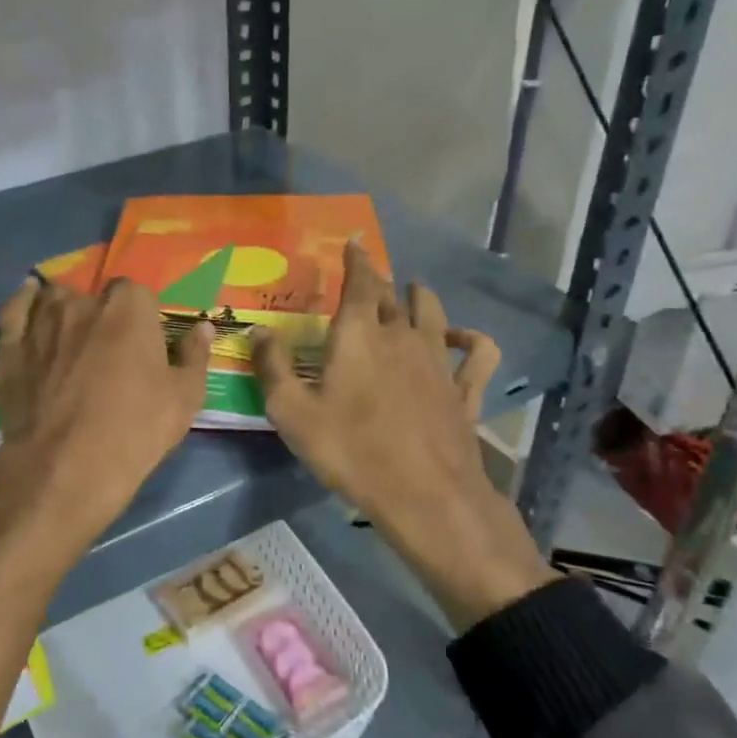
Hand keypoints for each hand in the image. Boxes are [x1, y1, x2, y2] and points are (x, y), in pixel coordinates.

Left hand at [0, 276, 212, 548]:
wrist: (65, 468)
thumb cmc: (135, 431)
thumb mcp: (184, 398)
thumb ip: (195, 356)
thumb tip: (203, 326)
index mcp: (129, 308)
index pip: (136, 293)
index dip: (140, 317)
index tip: (142, 344)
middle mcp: (83, 303)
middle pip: (95, 295)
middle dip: (103, 314)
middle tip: (108, 351)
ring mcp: (42, 322)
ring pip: (56, 299)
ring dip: (66, 309)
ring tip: (72, 335)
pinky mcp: (11, 346)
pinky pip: (16, 309)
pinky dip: (24, 301)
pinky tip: (30, 297)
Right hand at [252, 243, 554, 629]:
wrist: (424, 495)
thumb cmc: (350, 450)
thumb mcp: (292, 412)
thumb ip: (273, 367)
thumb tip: (259, 331)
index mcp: (359, 333)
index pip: (359, 281)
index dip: (356, 259)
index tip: (354, 242)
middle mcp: (401, 334)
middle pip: (391, 296)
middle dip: (378, 283)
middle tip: (367, 279)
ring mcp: (438, 360)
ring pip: (433, 312)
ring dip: (420, 298)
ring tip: (411, 293)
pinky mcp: (463, 389)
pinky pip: (476, 353)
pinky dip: (470, 339)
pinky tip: (462, 339)